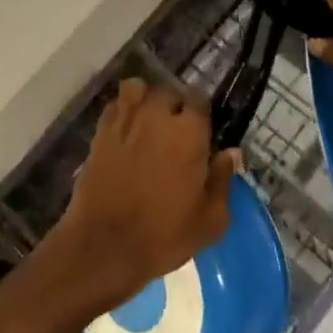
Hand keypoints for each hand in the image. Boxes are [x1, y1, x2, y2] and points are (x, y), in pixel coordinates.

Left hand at [50, 79, 240, 312]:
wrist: (106, 243)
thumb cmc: (164, 235)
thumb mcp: (210, 220)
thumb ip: (223, 180)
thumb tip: (231, 152)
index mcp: (188, 133)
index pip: (200, 101)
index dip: (202, 115)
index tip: (203, 132)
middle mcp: (156, 116)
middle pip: (168, 92)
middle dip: (174, 106)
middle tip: (176, 131)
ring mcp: (125, 120)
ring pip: (137, 89)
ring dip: (145, 99)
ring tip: (148, 122)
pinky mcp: (100, 131)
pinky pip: (114, 106)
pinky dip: (122, 110)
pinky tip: (126, 130)